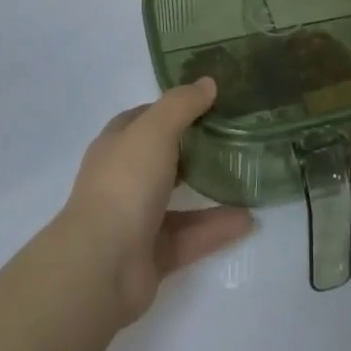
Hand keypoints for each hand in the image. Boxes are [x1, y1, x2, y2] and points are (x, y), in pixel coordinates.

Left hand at [60, 78, 254, 325]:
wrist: (102, 267)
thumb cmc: (125, 184)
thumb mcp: (155, 130)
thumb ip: (182, 105)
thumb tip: (207, 82)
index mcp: (116, 146)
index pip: (143, 119)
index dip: (171, 108)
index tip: (208, 102)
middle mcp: (123, 180)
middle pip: (161, 157)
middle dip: (192, 147)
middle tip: (233, 135)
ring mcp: (136, 219)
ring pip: (178, 199)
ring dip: (210, 189)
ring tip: (247, 177)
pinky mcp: (153, 255)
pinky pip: (191, 236)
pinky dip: (217, 228)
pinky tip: (248, 220)